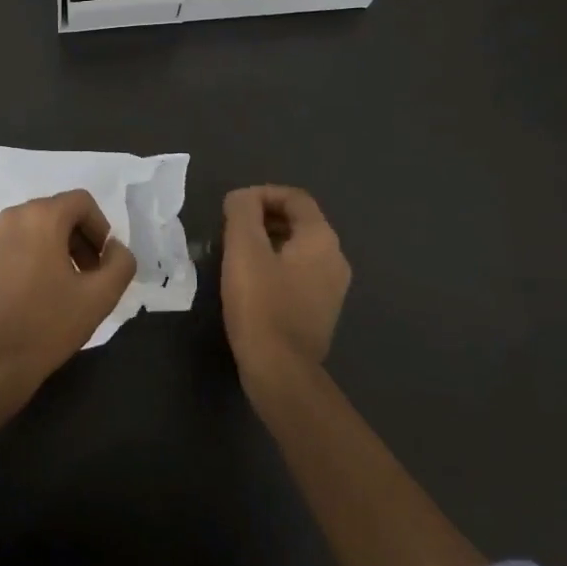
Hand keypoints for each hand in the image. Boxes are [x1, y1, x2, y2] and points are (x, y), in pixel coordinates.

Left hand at [0, 190, 137, 403]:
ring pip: (26, 231)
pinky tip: (24, 297)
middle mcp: (9, 218)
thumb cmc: (49, 324)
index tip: (102, 261)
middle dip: (74, 238)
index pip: (80, 201)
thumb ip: (121, 262)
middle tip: (84, 275)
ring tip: (55, 288)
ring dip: (47, 250)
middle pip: (52, 213)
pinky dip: (19, 263)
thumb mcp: (101, 296)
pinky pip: (3, 251)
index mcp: (41, 218)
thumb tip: (114, 247)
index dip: (99, 227)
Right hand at [220, 185, 350, 383]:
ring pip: (298, 248)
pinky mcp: (321, 310)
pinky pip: (299, 273)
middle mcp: (335, 258)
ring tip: (236, 253)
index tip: (232, 207)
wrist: (280, 371)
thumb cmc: (261, 304)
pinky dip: (276, 265)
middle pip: (299, 221)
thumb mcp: (243, 249)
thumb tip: (242, 198)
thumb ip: (242, 212)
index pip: (295, 197)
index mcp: (321, 239)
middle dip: (263, 217)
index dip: (262, 194)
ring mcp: (332, 287)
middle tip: (231, 229)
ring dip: (268, 241)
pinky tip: (251, 282)